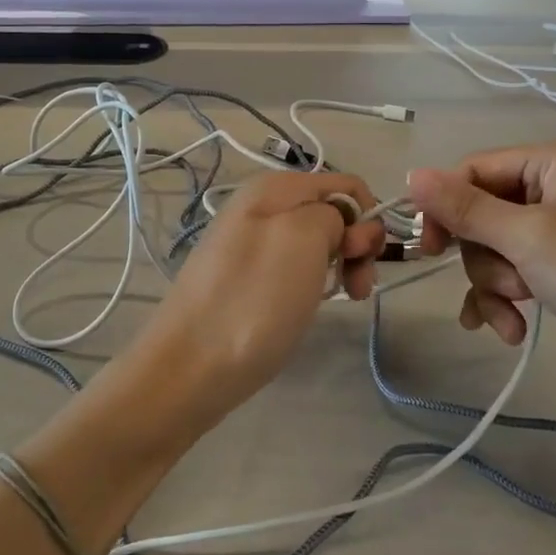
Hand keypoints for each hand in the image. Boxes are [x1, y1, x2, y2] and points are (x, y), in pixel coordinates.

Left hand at [134, 173, 386, 435]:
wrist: (190, 367)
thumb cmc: (254, 301)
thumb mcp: (303, 238)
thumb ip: (334, 214)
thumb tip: (338, 223)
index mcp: (273, 187)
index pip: (346, 187)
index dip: (365, 221)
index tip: (362, 261)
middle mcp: (260, 205)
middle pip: (332, 213)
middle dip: (354, 246)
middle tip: (355, 288)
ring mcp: (249, 242)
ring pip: (315, 243)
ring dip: (335, 268)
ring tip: (335, 300)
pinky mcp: (244, 276)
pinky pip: (293, 267)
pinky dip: (310, 283)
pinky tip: (304, 306)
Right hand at [408, 141, 555, 405]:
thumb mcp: (528, 239)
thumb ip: (465, 207)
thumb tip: (411, 173)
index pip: (476, 169)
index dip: (446, 206)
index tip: (428, 249)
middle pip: (484, 212)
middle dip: (485, 256)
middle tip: (505, 285)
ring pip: (496, 248)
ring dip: (495, 285)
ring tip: (516, 313)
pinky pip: (516, 273)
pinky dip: (505, 300)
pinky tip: (507, 331)